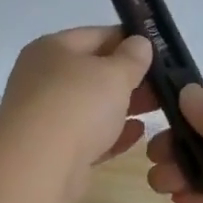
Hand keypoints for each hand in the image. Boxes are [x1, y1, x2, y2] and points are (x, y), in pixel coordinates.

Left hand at [0, 26, 155, 188]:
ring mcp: (45, 115)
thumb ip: (132, 57)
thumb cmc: (77, 105)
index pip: (96, 35)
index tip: (158, 50)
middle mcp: (43, 78)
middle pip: (92, 71)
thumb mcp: (114, 73)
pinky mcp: (52, 150)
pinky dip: (111, 133)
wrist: (38, 167)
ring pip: (91, 105)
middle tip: (164, 83)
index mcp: (51, 49)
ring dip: (122, 105)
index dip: (129, 40)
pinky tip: (137, 133)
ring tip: (157, 107)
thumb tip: (139, 42)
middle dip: (128, 76)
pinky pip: (88, 135)